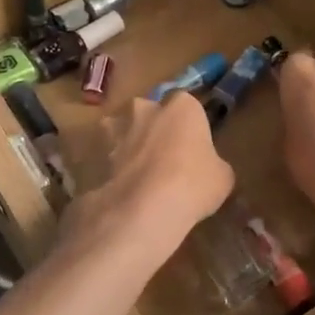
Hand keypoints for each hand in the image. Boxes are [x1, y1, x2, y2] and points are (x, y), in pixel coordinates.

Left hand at [61, 92, 232, 264]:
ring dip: (129, 146)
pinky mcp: (92, 151)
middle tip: (164, 161)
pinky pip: (104, 156)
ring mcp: (115, 127)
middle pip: (152, 113)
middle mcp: (145, 107)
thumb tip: (208, 168)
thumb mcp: (222, 177)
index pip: (189, 108)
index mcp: (183, 106)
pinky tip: (119, 190)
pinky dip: (109, 167)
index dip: (190, 129)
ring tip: (137, 177)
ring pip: (124, 131)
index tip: (193, 150)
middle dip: (155, 130)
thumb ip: (213, 163)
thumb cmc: (192, 185)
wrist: (142, 209)